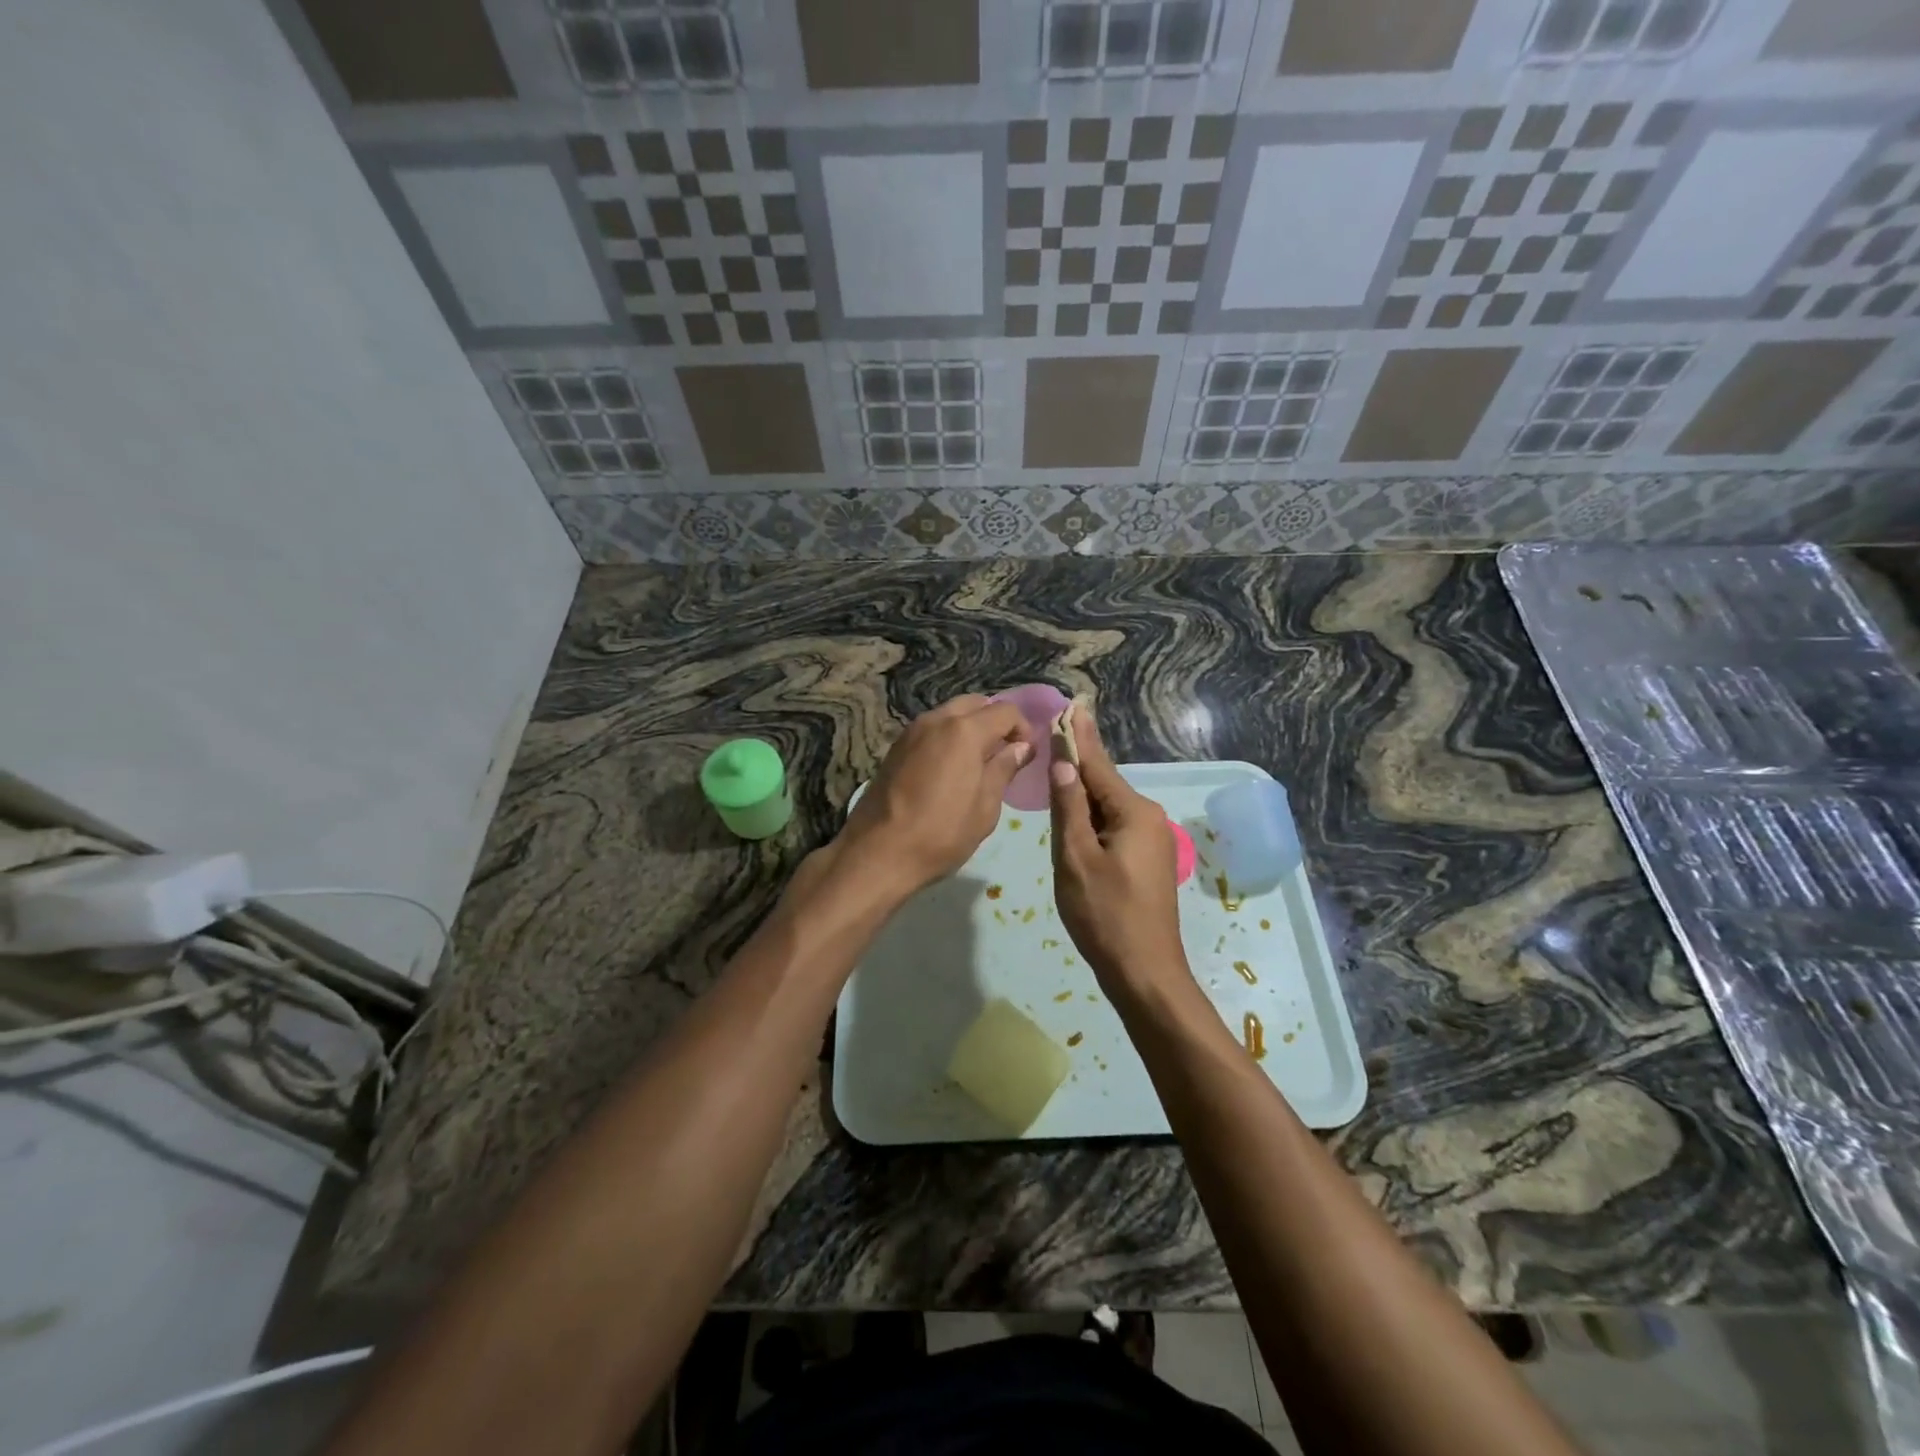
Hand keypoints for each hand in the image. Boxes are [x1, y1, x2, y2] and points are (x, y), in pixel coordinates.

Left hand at [835, 695, 1032, 897]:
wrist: (877, 852)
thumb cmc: (941, 833)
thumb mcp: (985, 807)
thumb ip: (1004, 769)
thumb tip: (1020, 747)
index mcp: (964, 731)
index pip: (1005, 711)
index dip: (1023, 729)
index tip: (1027, 755)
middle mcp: (936, 720)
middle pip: (975, 704)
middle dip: (994, 722)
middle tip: (1003, 755)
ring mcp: (911, 731)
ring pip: (950, 714)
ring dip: (969, 728)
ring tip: (977, 764)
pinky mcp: (895, 747)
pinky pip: (931, 730)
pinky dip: (947, 738)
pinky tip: (950, 770)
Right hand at [1049, 708, 1188, 989]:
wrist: (1144, 972)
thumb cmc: (1105, 914)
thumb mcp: (1076, 858)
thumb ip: (1069, 807)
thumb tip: (1063, 762)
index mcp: (1133, 812)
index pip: (1096, 764)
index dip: (1077, 736)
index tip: (1070, 705)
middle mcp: (1147, 818)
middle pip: (1103, 783)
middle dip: (1078, 761)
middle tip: (1056, 730)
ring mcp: (1150, 840)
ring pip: (1107, 806)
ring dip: (1082, 790)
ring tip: (1058, 763)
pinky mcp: (1147, 861)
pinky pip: (1114, 826)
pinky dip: (1091, 815)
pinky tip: (1074, 811)